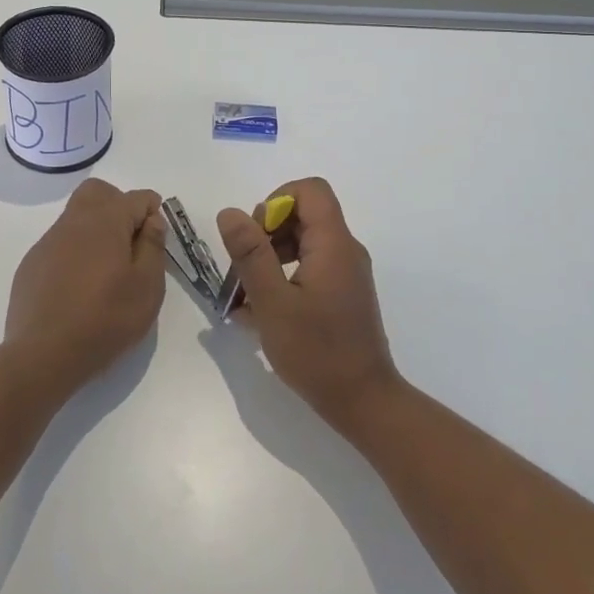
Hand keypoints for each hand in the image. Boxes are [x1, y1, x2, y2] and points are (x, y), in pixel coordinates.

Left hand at [7, 179, 166, 389]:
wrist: (44, 354)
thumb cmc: (106, 320)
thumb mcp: (147, 287)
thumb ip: (153, 246)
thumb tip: (152, 220)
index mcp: (105, 222)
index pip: (136, 198)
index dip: (152, 210)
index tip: (157, 236)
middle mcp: (74, 222)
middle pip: (98, 192)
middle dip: (119, 204)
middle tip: (131, 240)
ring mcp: (48, 241)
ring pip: (76, 215)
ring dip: (96, 228)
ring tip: (107, 268)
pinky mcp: (32, 263)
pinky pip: (59, 242)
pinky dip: (75, 251)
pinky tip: (80, 285)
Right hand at [217, 178, 401, 434]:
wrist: (364, 403)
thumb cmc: (317, 352)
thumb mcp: (273, 302)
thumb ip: (250, 254)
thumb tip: (230, 212)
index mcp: (333, 244)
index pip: (310, 190)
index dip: (276, 201)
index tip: (256, 236)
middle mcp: (344, 250)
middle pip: (304, 214)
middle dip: (267, 232)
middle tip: (245, 269)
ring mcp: (345, 273)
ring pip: (303, 241)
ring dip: (270, 256)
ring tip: (247, 294)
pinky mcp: (342, 294)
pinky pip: (309, 267)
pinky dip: (283, 277)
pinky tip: (261, 312)